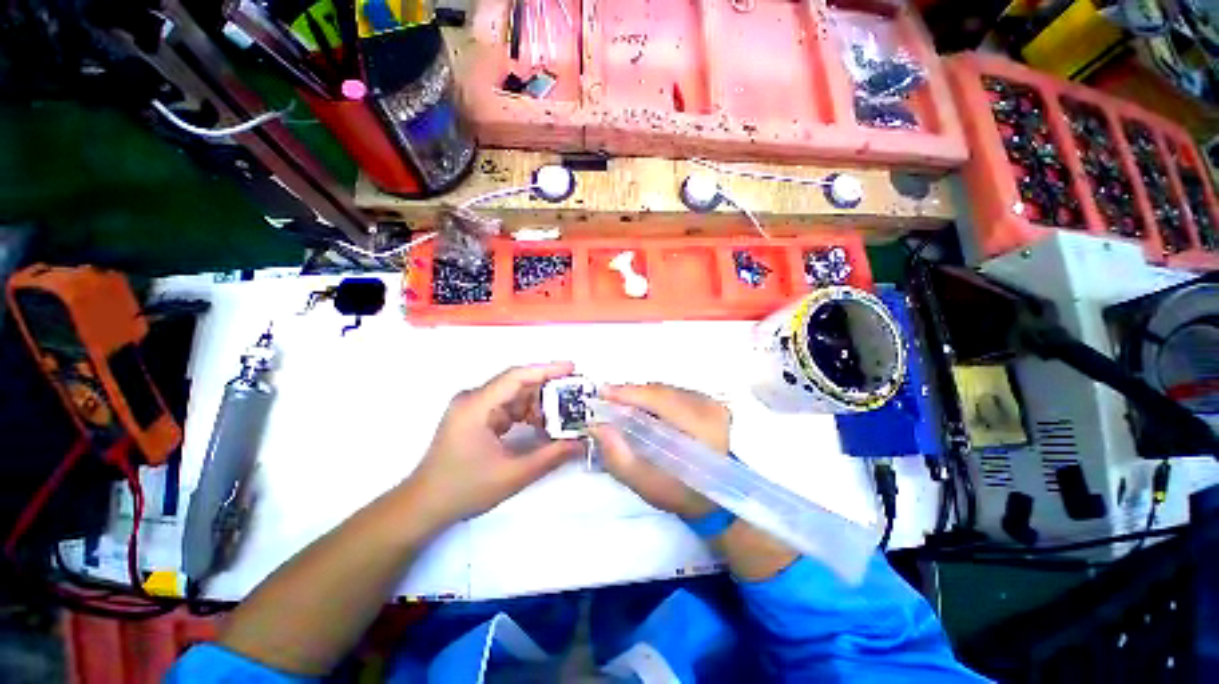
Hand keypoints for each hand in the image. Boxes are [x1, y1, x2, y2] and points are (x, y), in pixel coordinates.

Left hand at [404, 363, 582, 526]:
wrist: (423, 507)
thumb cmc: (463, 489)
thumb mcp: (512, 475)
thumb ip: (550, 456)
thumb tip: (581, 444)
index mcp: (476, 406)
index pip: (516, 377)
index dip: (547, 370)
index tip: (572, 368)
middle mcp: (474, 399)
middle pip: (517, 384)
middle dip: (548, 388)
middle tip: (576, 395)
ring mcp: (473, 407)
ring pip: (514, 396)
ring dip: (538, 404)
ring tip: (564, 414)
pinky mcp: (475, 417)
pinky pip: (507, 407)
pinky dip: (526, 414)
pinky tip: (542, 425)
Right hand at [590, 384, 730, 519]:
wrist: (716, 496)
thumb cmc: (682, 494)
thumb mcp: (646, 485)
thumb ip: (619, 458)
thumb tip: (598, 427)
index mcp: (702, 428)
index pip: (662, 400)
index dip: (631, 394)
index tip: (603, 392)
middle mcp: (710, 408)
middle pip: (662, 392)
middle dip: (632, 394)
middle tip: (607, 400)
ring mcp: (711, 402)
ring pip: (666, 390)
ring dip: (642, 396)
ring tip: (621, 405)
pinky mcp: (708, 401)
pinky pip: (673, 393)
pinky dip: (654, 398)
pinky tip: (642, 409)